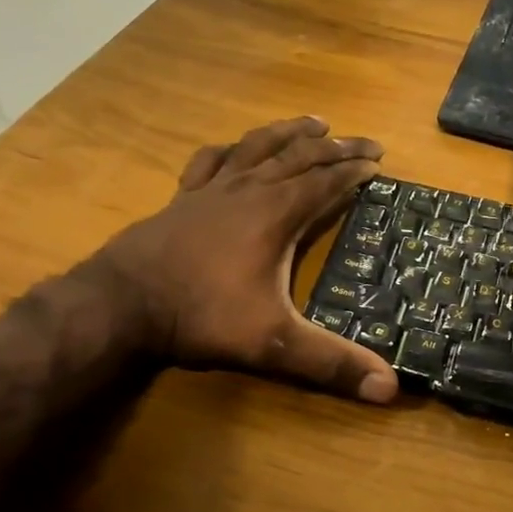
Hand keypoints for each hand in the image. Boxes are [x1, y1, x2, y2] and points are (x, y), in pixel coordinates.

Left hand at [84, 116, 399, 402]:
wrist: (122, 302)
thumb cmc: (203, 315)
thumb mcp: (274, 343)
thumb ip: (331, 363)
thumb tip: (390, 389)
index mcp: (276, 213)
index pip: (326, 182)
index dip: (355, 169)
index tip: (379, 161)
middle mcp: (249, 190)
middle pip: (300, 156)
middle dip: (337, 147)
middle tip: (365, 142)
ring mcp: (212, 189)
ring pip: (259, 147)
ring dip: (290, 133)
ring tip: (315, 122)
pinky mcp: (183, 198)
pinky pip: (211, 161)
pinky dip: (231, 149)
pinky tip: (235, 147)